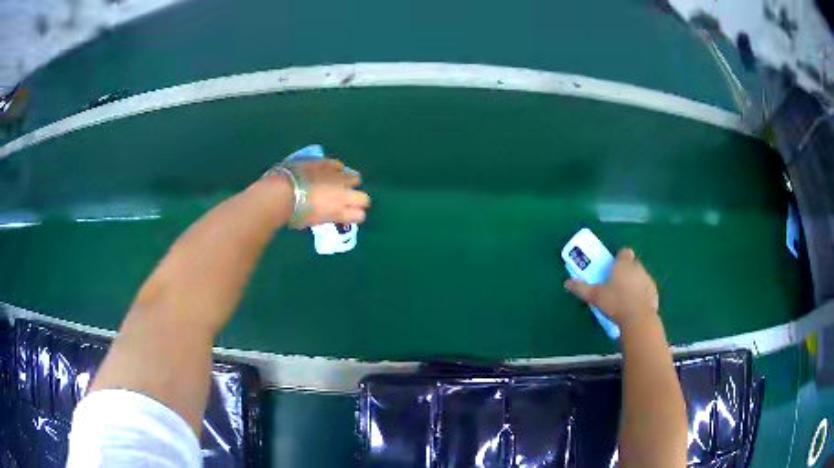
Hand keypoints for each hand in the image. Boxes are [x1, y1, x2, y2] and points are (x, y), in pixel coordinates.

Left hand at [284, 158, 370, 226]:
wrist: (282, 192)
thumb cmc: (293, 213)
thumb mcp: (313, 220)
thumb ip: (326, 215)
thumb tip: (328, 211)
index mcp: (339, 212)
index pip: (360, 215)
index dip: (355, 214)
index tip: (348, 214)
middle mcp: (344, 195)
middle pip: (364, 198)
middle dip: (356, 199)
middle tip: (344, 199)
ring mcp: (338, 177)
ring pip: (355, 178)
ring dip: (348, 182)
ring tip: (337, 183)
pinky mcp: (327, 163)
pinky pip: (339, 165)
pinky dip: (335, 169)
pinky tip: (327, 171)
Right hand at [564, 248, 658, 329]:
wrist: (638, 318)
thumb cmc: (615, 302)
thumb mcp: (595, 296)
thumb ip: (581, 288)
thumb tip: (567, 282)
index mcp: (623, 264)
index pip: (624, 252)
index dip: (619, 258)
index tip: (613, 268)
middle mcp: (637, 267)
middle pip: (632, 264)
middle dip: (626, 271)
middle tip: (615, 284)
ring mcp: (648, 279)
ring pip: (640, 276)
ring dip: (634, 283)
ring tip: (625, 298)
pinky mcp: (654, 293)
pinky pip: (646, 290)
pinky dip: (641, 295)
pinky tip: (634, 306)